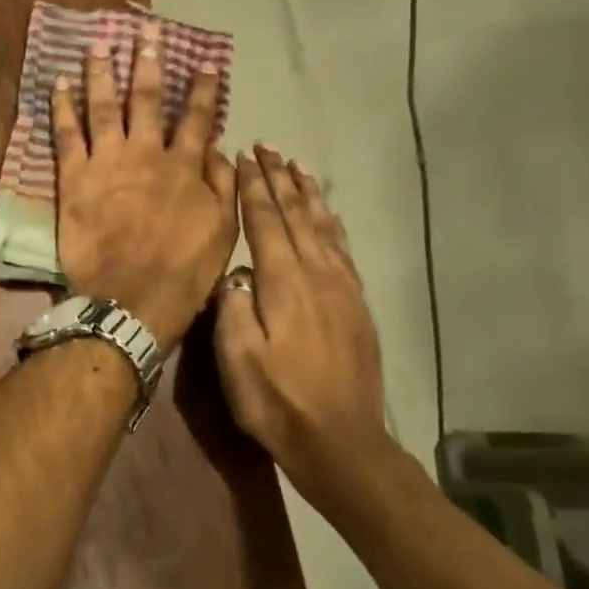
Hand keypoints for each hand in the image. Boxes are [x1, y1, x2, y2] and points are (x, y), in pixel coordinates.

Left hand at [53, 25, 236, 350]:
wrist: (131, 298)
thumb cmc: (182, 272)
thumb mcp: (223, 231)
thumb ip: (223, 186)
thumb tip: (220, 149)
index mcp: (184, 167)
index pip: (197, 118)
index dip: (201, 88)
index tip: (203, 61)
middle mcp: (147, 154)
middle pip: (146, 99)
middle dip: (147, 62)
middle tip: (144, 32)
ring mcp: (107, 162)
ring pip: (104, 106)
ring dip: (101, 72)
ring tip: (98, 43)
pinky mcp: (74, 178)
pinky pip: (66, 134)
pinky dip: (61, 106)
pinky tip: (57, 82)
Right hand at [213, 146, 392, 501]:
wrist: (339, 441)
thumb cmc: (277, 400)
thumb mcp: (238, 357)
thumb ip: (232, 307)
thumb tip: (232, 272)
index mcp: (285, 284)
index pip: (266, 223)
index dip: (253, 188)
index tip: (242, 157)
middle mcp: (318, 277)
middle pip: (298, 216)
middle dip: (279, 179)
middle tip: (267, 147)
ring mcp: (343, 291)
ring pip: (324, 228)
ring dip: (308, 195)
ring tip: (296, 167)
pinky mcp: (356, 307)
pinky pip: (343, 251)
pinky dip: (332, 224)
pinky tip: (327, 216)